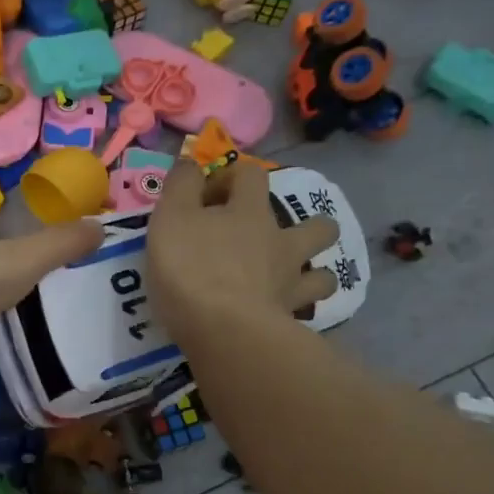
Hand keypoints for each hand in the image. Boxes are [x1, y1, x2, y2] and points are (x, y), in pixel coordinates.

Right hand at [148, 159, 337, 342]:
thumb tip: (191, 164)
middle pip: (316, 225)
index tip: (206, 197)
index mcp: (250, 211)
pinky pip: (307, 312)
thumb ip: (181, 185)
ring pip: (323, 273)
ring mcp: (291, 283)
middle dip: (304, 225)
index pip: (251, 175)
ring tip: (292, 279)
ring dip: (313, 271)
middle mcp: (280, 242)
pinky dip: (300, 311)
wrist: (224, 330)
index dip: (231, 177)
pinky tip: (287, 314)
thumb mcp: (171, 217)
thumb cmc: (191, 268)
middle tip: (271, 239)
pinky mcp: (290, 320)